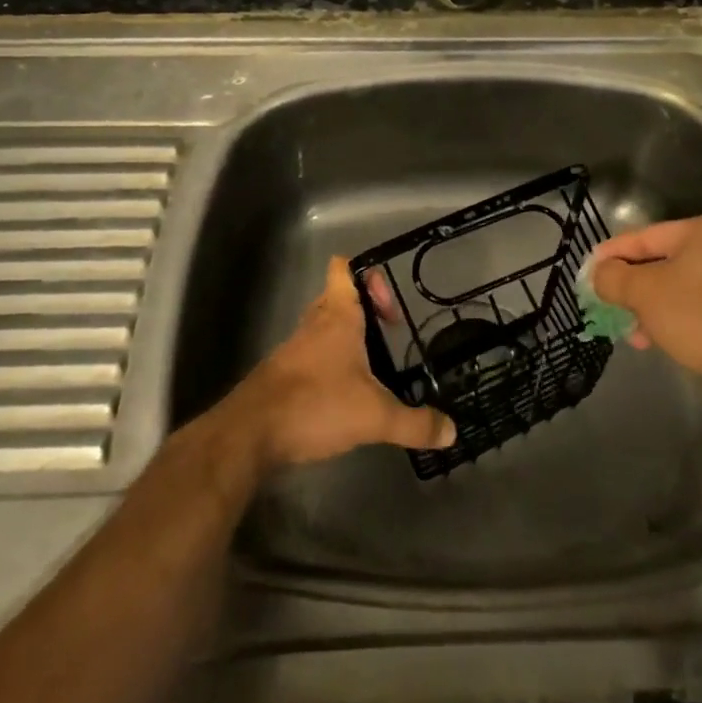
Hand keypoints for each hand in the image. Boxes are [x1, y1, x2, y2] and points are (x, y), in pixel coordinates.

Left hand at [222, 256, 455, 468]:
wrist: (250, 434)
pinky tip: (343, 394)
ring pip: (323, 327)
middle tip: (388, 333)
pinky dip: (328, 365)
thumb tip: (452, 432)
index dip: (367, 275)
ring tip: (371, 366)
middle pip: (336, 296)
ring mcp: (294, 348)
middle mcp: (314, 323)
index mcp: (337, 315)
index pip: (344, 268)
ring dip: (345, 338)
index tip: (388, 305)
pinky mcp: (282, 374)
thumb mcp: (374, 416)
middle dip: (363, 309)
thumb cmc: (316, 403)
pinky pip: (310, 355)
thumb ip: (414, 423)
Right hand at [591, 216, 701, 412]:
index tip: (589, 271)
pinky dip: (673, 319)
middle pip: (661, 262)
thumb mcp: (643, 292)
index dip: (612, 253)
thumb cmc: (696, 316)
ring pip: (678, 288)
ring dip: (649, 307)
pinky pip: (696, 308)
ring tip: (629, 331)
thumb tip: (599, 273)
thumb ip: (613, 277)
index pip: (644, 236)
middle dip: (631, 286)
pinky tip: (654, 340)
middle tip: (606, 301)